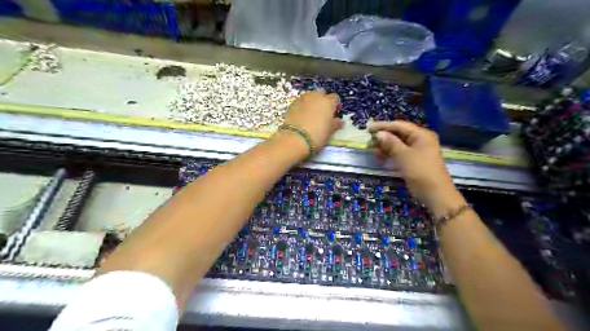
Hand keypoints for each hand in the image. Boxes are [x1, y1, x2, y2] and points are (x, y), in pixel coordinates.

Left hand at [284, 92, 343, 150]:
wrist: (295, 139)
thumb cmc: (317, 135)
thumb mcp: (329, 131)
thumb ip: (336, 124)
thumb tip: (340, 122)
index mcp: (328, 102)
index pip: (335, 98)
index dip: (335, 106)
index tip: (334, 115)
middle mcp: (315, 96)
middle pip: (321, 94)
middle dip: (323, 101)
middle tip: (322, 114)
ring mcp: (302, 98)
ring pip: (310, 96)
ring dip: (312, 103)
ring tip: (311, 115)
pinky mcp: (292, 104)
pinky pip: (300, 102)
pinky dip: (302, 107)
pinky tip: (302, 117)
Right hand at [368, 120, 463, 212]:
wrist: (435, 194)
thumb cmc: (420, 171)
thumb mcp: (404, 155)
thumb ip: (391, 143)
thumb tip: (379, 133)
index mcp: (421, 135)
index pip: (399, 125)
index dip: (383, 126)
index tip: (368, 129)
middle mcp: (420, 140)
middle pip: (398, 134)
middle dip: (383, 138)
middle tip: (369, 144)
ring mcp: (417, 151)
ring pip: (397, 145)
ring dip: (385, 147)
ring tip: (374, 153)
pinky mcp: (414, 161)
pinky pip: (399, 153)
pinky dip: (390, 155)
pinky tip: (381, 159)